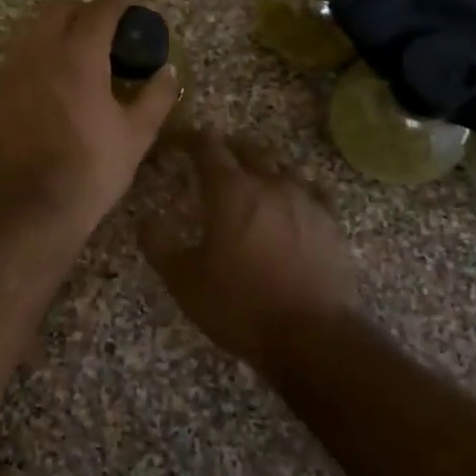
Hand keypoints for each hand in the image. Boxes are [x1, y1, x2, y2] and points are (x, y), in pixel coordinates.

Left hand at [0, 0, 180, 231]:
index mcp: (78, 54)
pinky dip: (38, 48)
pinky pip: (18, 51)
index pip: (101, 10)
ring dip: (57, 25)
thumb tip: (167, 71)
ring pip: (32, 26)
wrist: (33, 205)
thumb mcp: (137, 134)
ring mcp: (13, 68)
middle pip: (59, 8)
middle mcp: (40, 50)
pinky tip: (53, 74)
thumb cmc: (92, 168)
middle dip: (84, 8)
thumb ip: (156, 95)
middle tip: (107, 27)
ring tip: (78, 47)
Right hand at [139, 132, 361, 375]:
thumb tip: (144, 220)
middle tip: (214, 166)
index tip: (181, 141)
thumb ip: (159, 245)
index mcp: (229, 191)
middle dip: (228, 152)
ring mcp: (306, 200)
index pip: (207, 147)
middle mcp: (269, 183)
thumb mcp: (184, 282)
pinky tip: (293, 207)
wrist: (313, 336)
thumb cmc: (240, 305)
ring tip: (253, 186)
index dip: (191, 140)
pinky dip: (296, 193)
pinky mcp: (331, 222)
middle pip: (247, 150)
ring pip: (281, 169)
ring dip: (263, 171)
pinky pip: (312, 193)